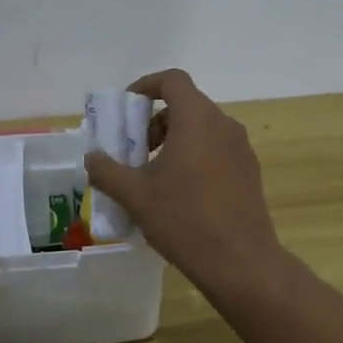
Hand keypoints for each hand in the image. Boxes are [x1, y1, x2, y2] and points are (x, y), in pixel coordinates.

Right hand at [83, 69, 287, 299]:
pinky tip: (183, 194)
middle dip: (156, 121)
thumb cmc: (184, 220)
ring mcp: (241, 148)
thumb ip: (107, 171)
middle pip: (186, 104)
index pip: (172, 80)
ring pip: (202, 128)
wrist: (241, 262)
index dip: (146, 86)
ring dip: (175, 140)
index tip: (127, 110)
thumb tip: (91, 157)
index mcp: (197, 119)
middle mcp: (223, 124)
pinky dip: (195, 156)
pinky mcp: (250, 171)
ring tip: (156, 176)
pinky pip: (217, 149)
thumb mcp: (135, 196)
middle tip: (137, 151)